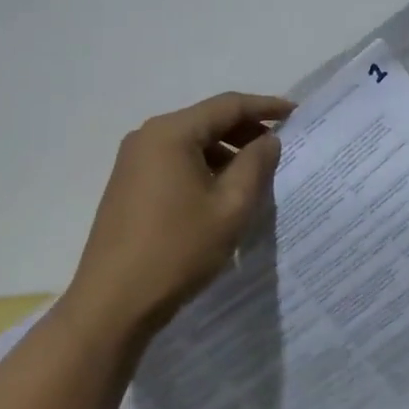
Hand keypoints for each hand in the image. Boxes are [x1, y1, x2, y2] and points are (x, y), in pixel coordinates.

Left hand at [65, 91, 291, 336]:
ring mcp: (133, 161)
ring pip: (191, 142)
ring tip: (255, 176)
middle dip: (245, 130)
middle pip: (207, 120)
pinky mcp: (128, 184)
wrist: (112, 304)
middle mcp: (148, 136)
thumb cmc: (177, 250)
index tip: (295, 113)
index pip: (228, 105)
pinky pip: (174, 161)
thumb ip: (256, 165)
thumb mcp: (231, 207)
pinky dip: (204, 167)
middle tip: (279, 148)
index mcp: (172, 133)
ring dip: (225, 152)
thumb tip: (268, 140)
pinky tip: (222, 193)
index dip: (265, 107)